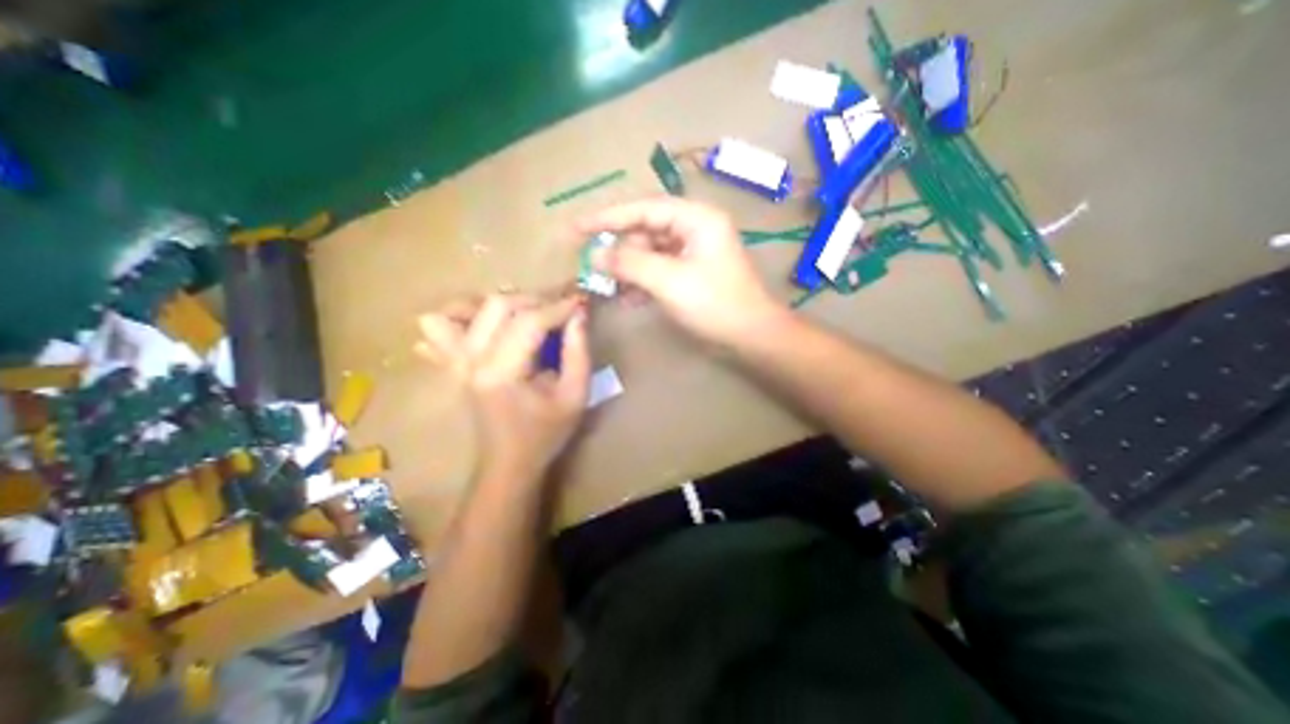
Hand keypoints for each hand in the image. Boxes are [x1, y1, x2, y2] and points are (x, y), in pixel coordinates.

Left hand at [416, 295, 590, 485]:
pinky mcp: (452, 364)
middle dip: (535, 300)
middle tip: (559, 311)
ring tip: (527, 314)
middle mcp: (472, 361)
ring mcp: (456, 361)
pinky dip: (461, 315)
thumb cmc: (546, 434)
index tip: (581, 303)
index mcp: (502, 373)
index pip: (529, 322)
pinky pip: (440, 327)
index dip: (559, 308)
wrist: (509, 462)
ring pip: (467, 308)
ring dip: (502, 304)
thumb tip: (578, 315)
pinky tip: (484, 322)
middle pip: (497, 305)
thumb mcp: (575, 396)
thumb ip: (579, 354)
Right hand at [577, 197, 779, 345]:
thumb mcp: (669, 281)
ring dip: (629, 269)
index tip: (577, 228)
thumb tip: (594, 255)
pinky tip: (627, 297)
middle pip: (645, 230)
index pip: (642, 208)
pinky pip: (659, 270)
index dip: (607, 217)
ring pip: (650, 252)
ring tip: (607, 286)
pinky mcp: (690, 273)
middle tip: (593, 267)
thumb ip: (630, 264)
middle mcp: (694, 228)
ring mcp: (693, 252)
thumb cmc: (715, 304)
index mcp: (696, 218)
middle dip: (619, 250)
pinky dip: (642, 282)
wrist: (751, 337)